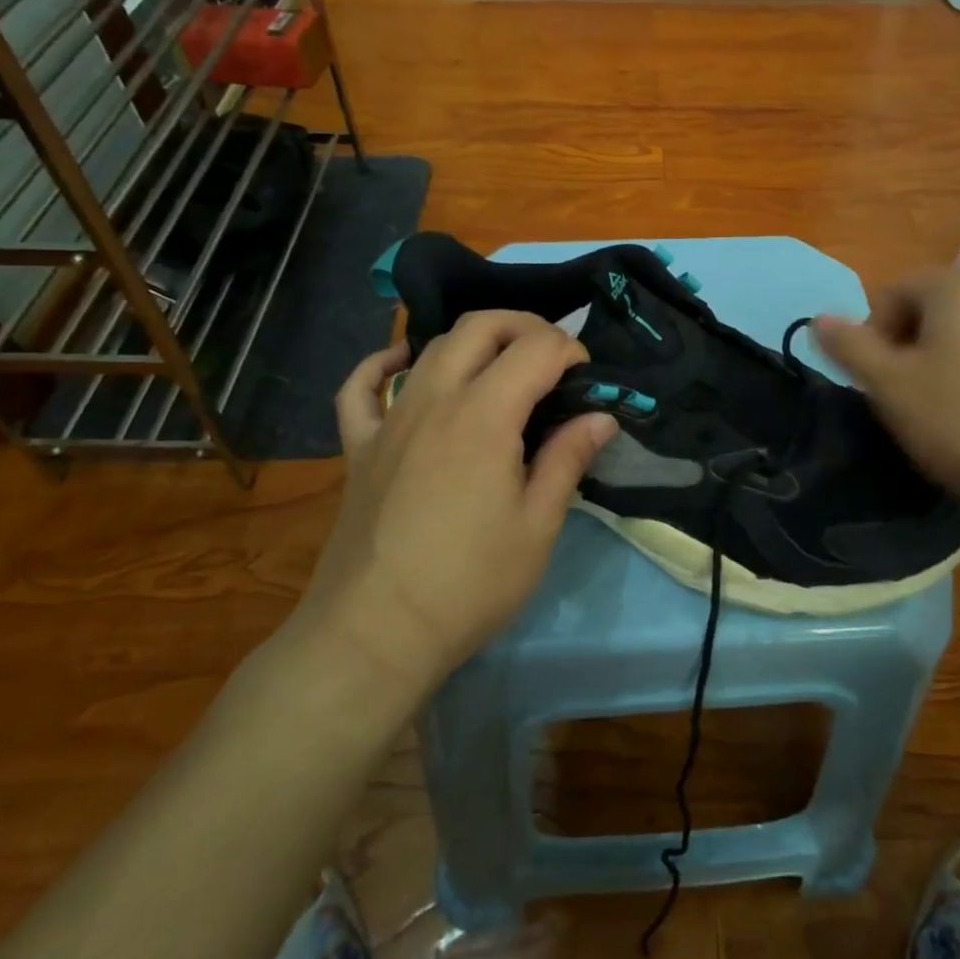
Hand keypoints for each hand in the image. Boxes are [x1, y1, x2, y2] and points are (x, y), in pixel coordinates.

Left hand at [286, 313, 617, 691]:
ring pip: (432, 346)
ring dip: (474, 341)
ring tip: (501, 366)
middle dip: (525, 326)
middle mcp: (435, 398)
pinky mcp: (359, 445)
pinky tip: (402, 364)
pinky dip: (382, 364)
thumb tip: (600, 417)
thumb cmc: (470, 582)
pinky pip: (361, 386)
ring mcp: (390, 418)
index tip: (585, 378)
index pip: (535, 348)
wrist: (376, 632)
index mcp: (485, 415)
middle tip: (551, 357)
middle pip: (480, 326)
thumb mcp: (538, 525)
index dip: (569, 350)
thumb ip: (568, 459)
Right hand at [814, 267, 959, 519]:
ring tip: (956, 414)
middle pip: (936, 310)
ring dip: (953, 362)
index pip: (894, 293)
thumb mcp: (891, 388)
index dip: (876, 338)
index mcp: (957, 284)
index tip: (883, 384)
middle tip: (914, 400)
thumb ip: (850, 348)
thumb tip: (818, 317)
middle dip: (915, 349)